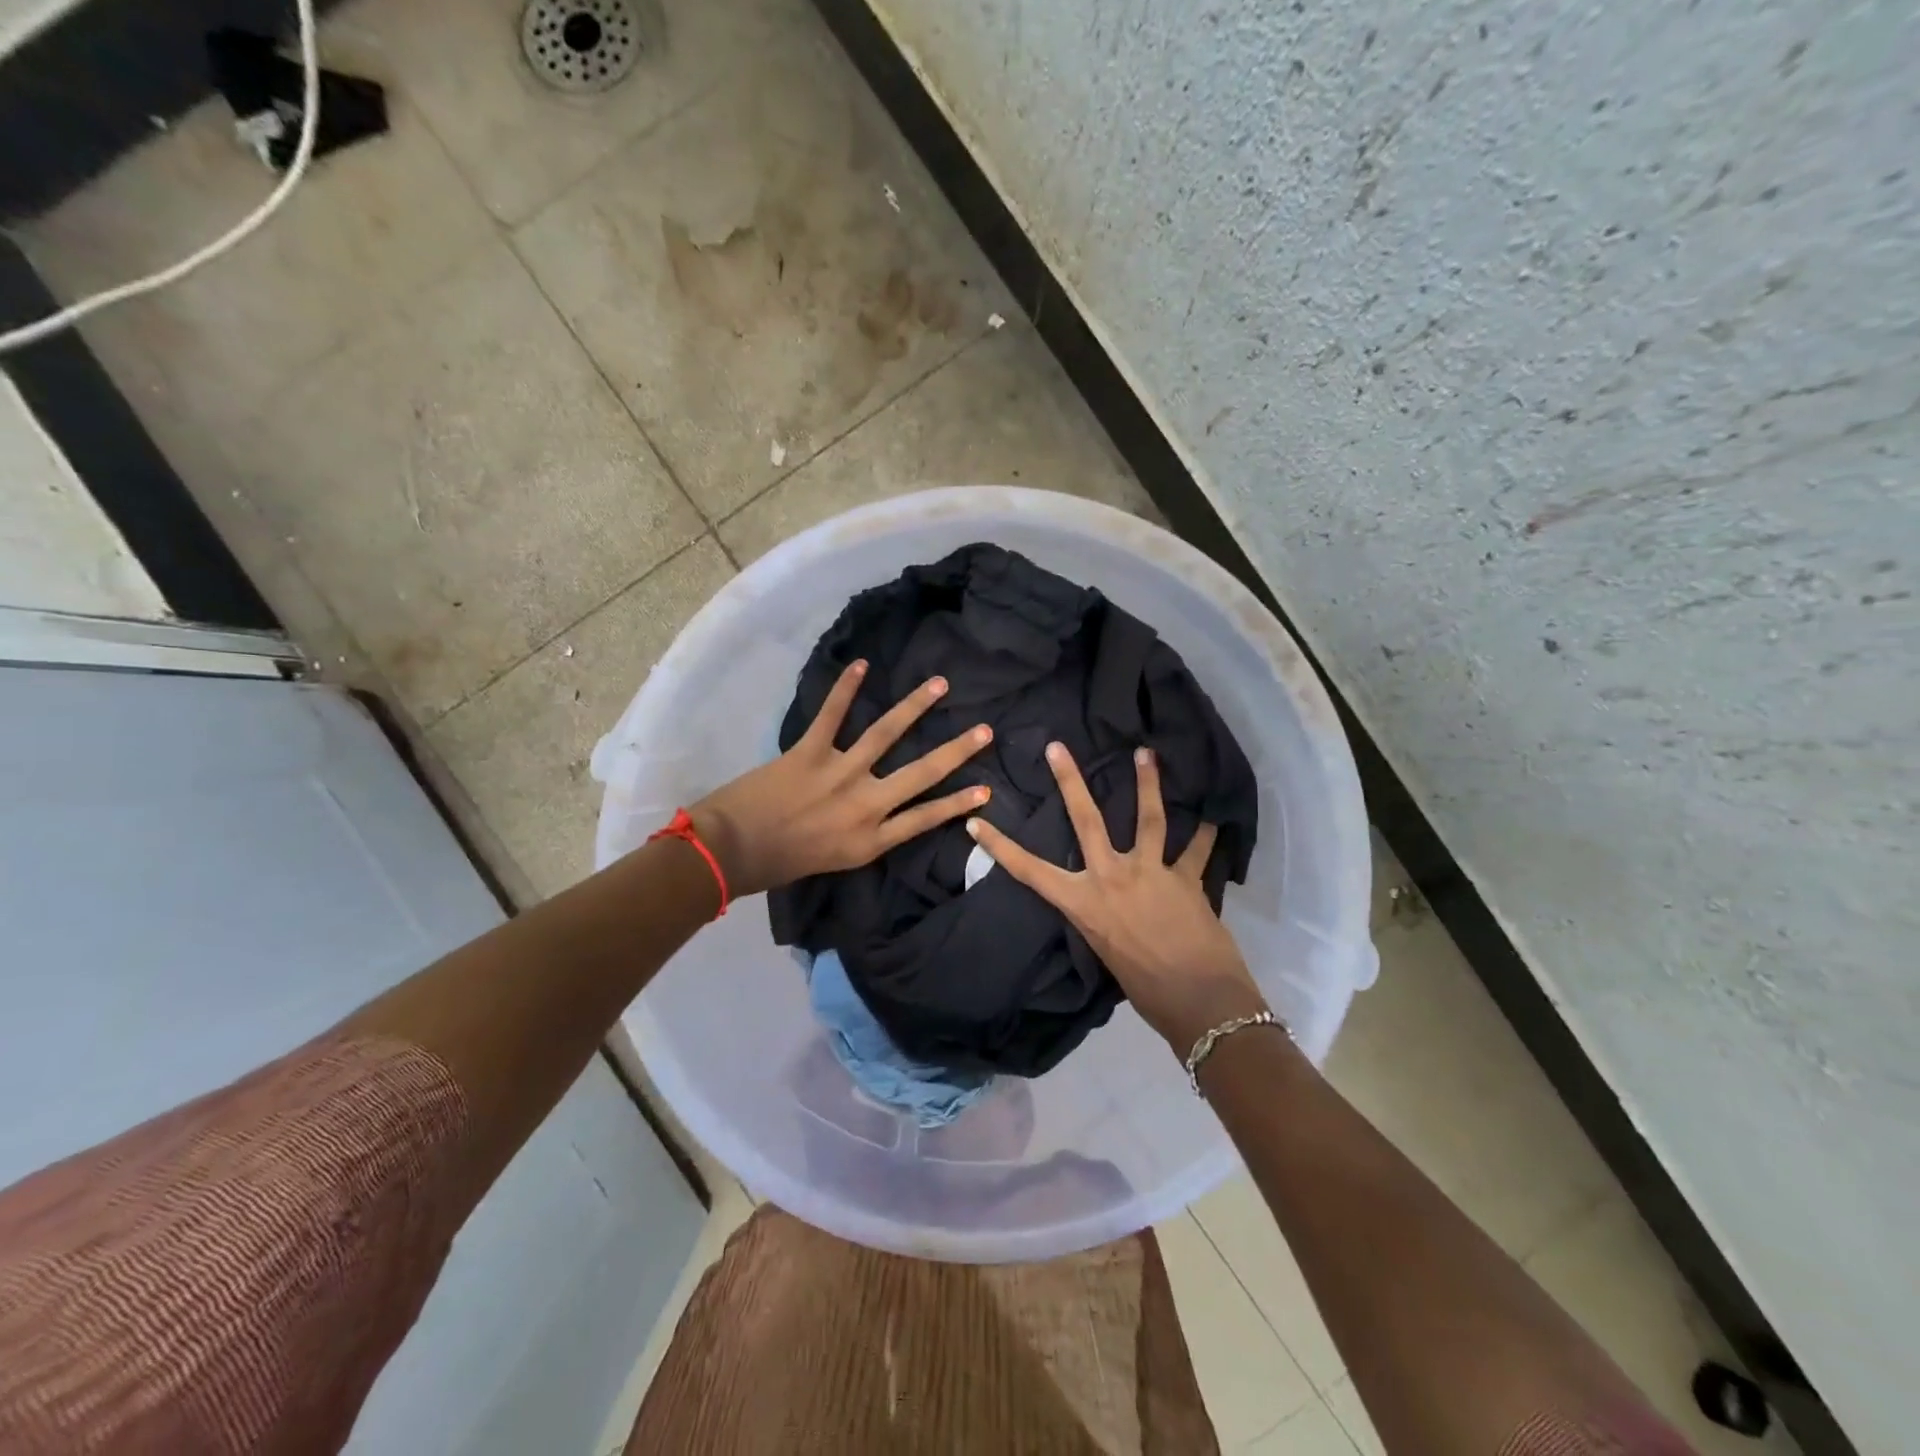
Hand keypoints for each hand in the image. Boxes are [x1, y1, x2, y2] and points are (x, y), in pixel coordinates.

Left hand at [688, 661, 992, 897]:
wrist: (731, 852)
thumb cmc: (781, 863)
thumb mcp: (836, 861)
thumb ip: (865, 836)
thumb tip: (883, 811)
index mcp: (870, 839)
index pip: (925, 818)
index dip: (958, 802)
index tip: (986, 788)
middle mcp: (864, 805)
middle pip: (921, 773)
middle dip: (956, 751)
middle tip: (985, 730)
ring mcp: (839, 775)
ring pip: (885, 734)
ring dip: (915, 706)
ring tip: (939, 685)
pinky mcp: (809, 753)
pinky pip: (831, 715)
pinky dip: (846, 688)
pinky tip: (861, 665)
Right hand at [965, 743, 1265, 1053]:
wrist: (1198, 1002)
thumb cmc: (1145, 990)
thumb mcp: (1105, 950)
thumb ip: (1102, 917)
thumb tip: (1108, 904)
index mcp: (1084, 903)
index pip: (1031, 870)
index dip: (1000, 846)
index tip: (976, 821)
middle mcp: (1112, 877)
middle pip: (1087, 820)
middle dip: (1070, 781)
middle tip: (1058, 748)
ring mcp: (1151, 872)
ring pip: (1148, 818)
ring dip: (1146, 783)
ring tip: (1146, 753)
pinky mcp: (1186, 878)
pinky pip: (1197, 850)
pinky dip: (1206, 835)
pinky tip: (1215, 817)